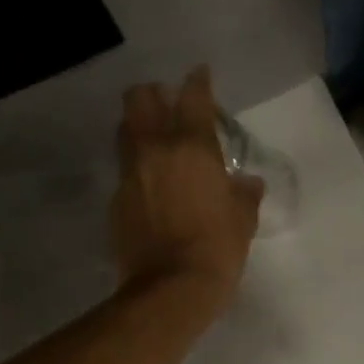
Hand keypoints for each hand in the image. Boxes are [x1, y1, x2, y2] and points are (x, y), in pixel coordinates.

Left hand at [112, 67, 262, 308]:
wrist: (170, 289)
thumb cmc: (217, 249)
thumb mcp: (242, 220)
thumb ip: (244, 194)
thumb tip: (247, 182)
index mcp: (191, 147)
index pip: (193, 97)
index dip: (198, 81)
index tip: (201, 74)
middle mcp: (154, 149)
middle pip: (140, 99)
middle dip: (153, 94)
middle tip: (168, 104)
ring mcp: (129, 173)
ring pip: (125, 131)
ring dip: (139, 127)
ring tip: (156, 141)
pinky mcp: (116, 200)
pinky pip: (125, 169)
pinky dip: (137, 167)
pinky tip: (151, 184)